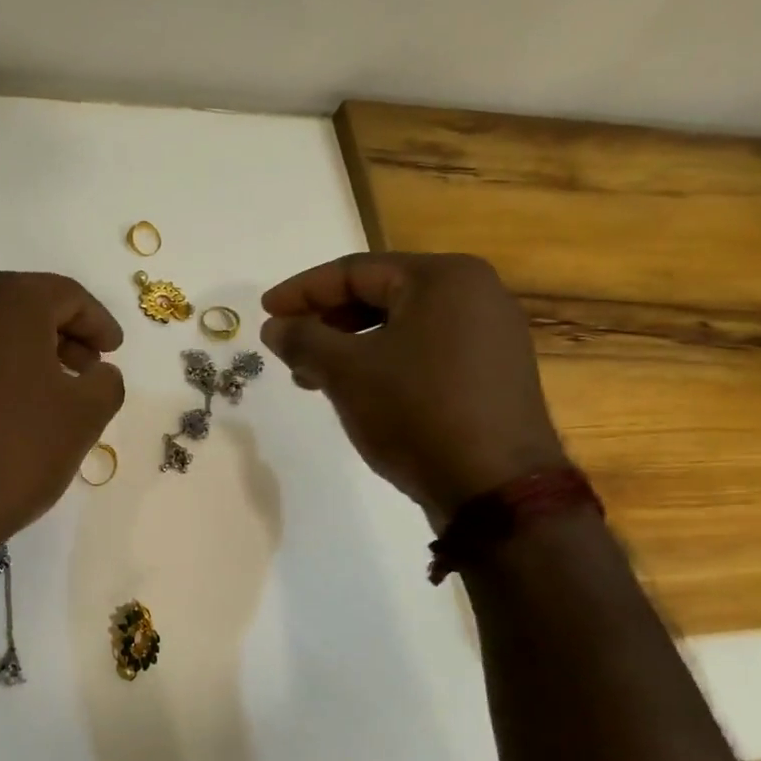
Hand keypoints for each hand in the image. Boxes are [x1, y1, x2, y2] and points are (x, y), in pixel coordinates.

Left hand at [0, 271, 125, 562]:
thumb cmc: (13, 452)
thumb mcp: (84, 417)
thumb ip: (105, 381)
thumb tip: (97, 372)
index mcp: (6, 302)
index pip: (66, 294)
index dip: (98, 321)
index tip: (113, 350)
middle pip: (22, 306)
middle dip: (60, 334)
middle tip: (85, 368)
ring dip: (22, 354)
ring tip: (45, 394)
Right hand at [260, 253, 566, 522]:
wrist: (495, 489)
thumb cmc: (416, 412)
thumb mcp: (346, 371)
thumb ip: (303, 339)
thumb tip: (274, 326)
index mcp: (444, 278)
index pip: (355, 271)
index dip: (302, 291)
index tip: (265, 312)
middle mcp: (475, 294)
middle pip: (379, 296)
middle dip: (325, 322)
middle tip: (286, 346)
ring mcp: (489, 335)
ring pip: (399, 328)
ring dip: (349, 347)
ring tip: (310, 377)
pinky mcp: (491, 373)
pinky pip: (423, 352)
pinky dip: (382, 363)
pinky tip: (355, 391)